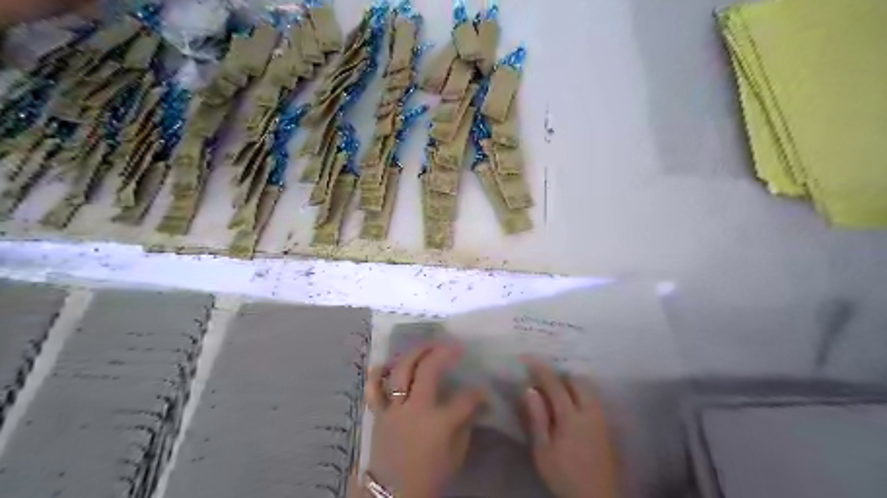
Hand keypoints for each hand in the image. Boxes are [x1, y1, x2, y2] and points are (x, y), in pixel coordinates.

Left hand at [365, 344, 483, 496]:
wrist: (392, 493)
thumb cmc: (429, 475)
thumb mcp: (456, 455)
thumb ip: (466, 425)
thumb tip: (475, 404)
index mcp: (439, 423)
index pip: (465, 398)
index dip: (477, 392)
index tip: (482, 391)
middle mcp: (415, 408)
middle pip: (428, 370)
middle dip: (443, 352)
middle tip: (454, 345)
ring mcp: (394, 407)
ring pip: (401, 370)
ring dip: (416, 352)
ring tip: (428, 344)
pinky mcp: (378, 412)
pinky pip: (373, 388)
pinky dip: (377, 373)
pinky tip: (387, 362)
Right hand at [521, 357, 617, 496]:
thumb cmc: (564, 475)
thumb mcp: (543, 450)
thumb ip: (538, 418)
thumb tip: (530, 390)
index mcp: (571, 417)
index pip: (555, 384)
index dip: (541, 369)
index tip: (528, 358)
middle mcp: (589, 411)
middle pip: (577, 381)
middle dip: (561, 374)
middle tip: (544, 378)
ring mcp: (601, 418)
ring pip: (589, 388)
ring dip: (573, 383)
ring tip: (558, 390)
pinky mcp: (607, 427)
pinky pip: (594, 399)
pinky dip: (582, 393)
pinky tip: (573, 404)